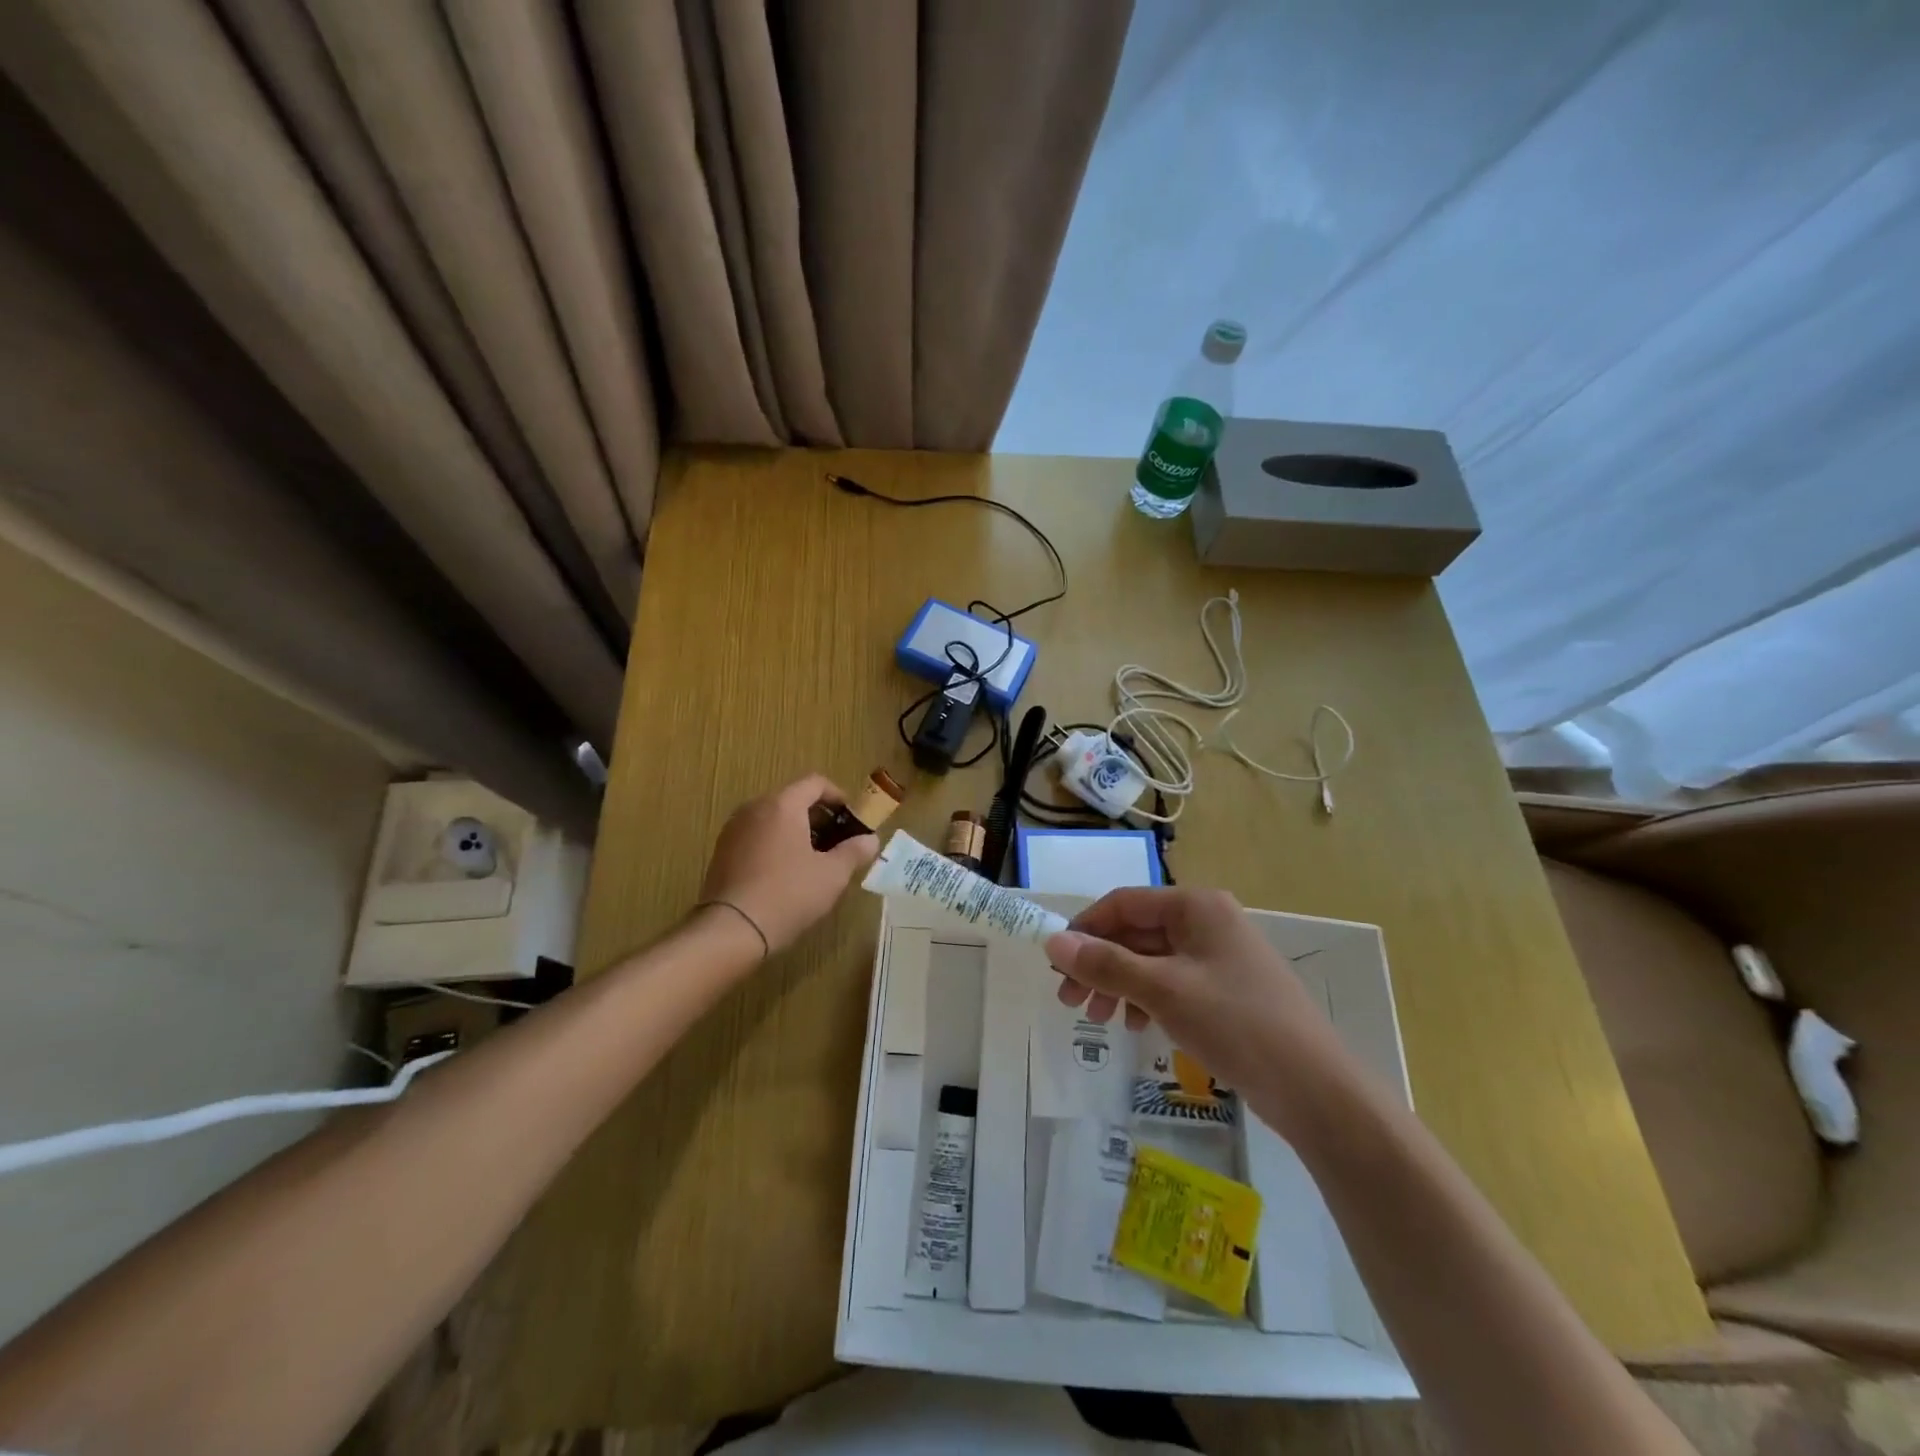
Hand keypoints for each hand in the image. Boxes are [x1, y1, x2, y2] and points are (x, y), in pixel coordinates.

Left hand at [697, 775, 878, 953]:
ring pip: (773, 819)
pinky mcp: (722, 852)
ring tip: (813, 860)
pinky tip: (785, 874)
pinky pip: (756, 836)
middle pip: (793, 799)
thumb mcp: (832, 875)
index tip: (851, 820)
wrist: (730, 930)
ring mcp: (733, 829)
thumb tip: (870, 839)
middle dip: (818, 817)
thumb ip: (854, 851)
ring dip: (796, 831)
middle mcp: (754, 808)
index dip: (838, 797)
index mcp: (782, 805)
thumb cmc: (788, 894)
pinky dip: (775, 844)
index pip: (815, 783)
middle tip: (837, 843)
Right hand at [1045, 887, 1345, 1111]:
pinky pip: (1173, 982)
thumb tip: (1053, 942)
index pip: (1124, 903)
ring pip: (1152, 959)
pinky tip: (1134, 1026)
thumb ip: (1106, 963)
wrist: (1315, 1088)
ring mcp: (1220, 956)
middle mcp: (1208, 921)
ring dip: (1119, 984)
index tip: (1055, 964)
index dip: (1085, 929)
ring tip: (1097, 1020)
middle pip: (1136, 932)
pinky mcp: (1227, 989)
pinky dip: (1147, 999)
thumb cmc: (1235, 1023)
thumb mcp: (1162, 990)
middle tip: (1070, 1001)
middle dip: (1100, 964)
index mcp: (1196, 906)